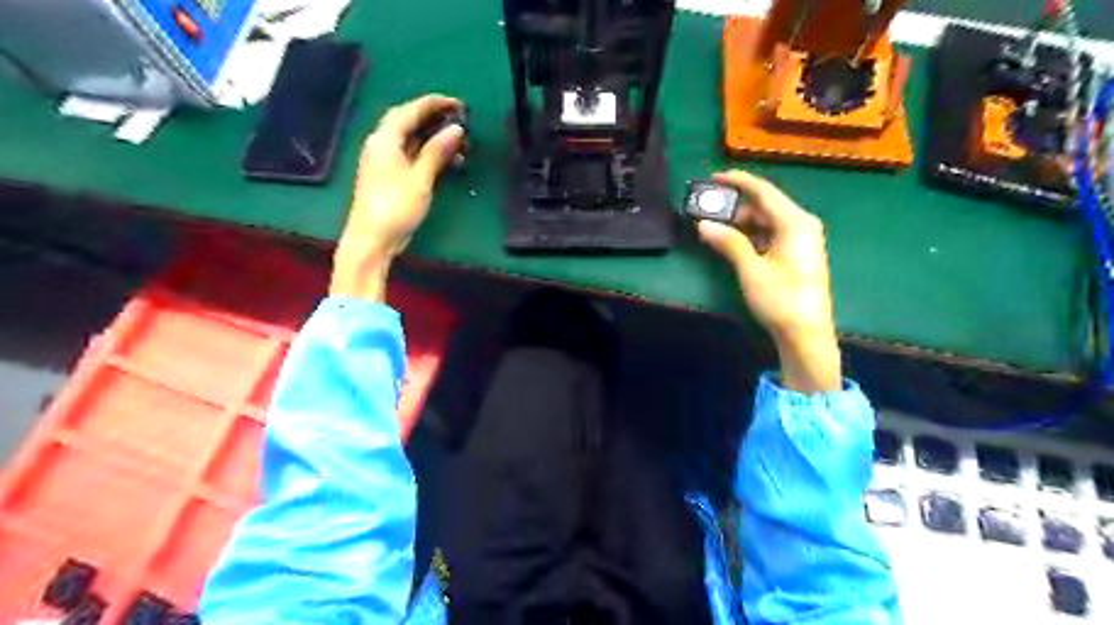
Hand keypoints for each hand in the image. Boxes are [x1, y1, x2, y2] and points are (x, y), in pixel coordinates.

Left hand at [328, 93, 463, 302]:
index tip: (458, 104)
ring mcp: (384, 162)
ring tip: (461, 146)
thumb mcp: (420, 179)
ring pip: (411, 141)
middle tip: (461, 121)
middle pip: (408, 123)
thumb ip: (437, 152)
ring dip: (434, 139)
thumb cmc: (395, 208)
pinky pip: (411, 156)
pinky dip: (429, 154)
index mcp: (384, 140)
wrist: (372, 240)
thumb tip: (456, 129)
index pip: (409, 111)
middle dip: (434, 119)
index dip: (433, 104)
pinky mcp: (389, 177)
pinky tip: (446, 162)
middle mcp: (381, 145)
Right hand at [699, 171, 838, 392]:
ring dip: (742, 221)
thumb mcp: (751, 269)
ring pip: (767, 220)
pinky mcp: (797, 254)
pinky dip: (752, 234)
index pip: (763, 191)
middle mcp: (802, 224)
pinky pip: (771, 233)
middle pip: (765, 204)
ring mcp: (802, 239)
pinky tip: (733, 241)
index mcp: (795, 222)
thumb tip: (703, 225)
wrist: (806, 334)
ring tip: (715, 225)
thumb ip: (728, 243)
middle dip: (736, 204)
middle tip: (708, 208)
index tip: (713, 177)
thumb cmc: (781, 299)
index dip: (738, 181)